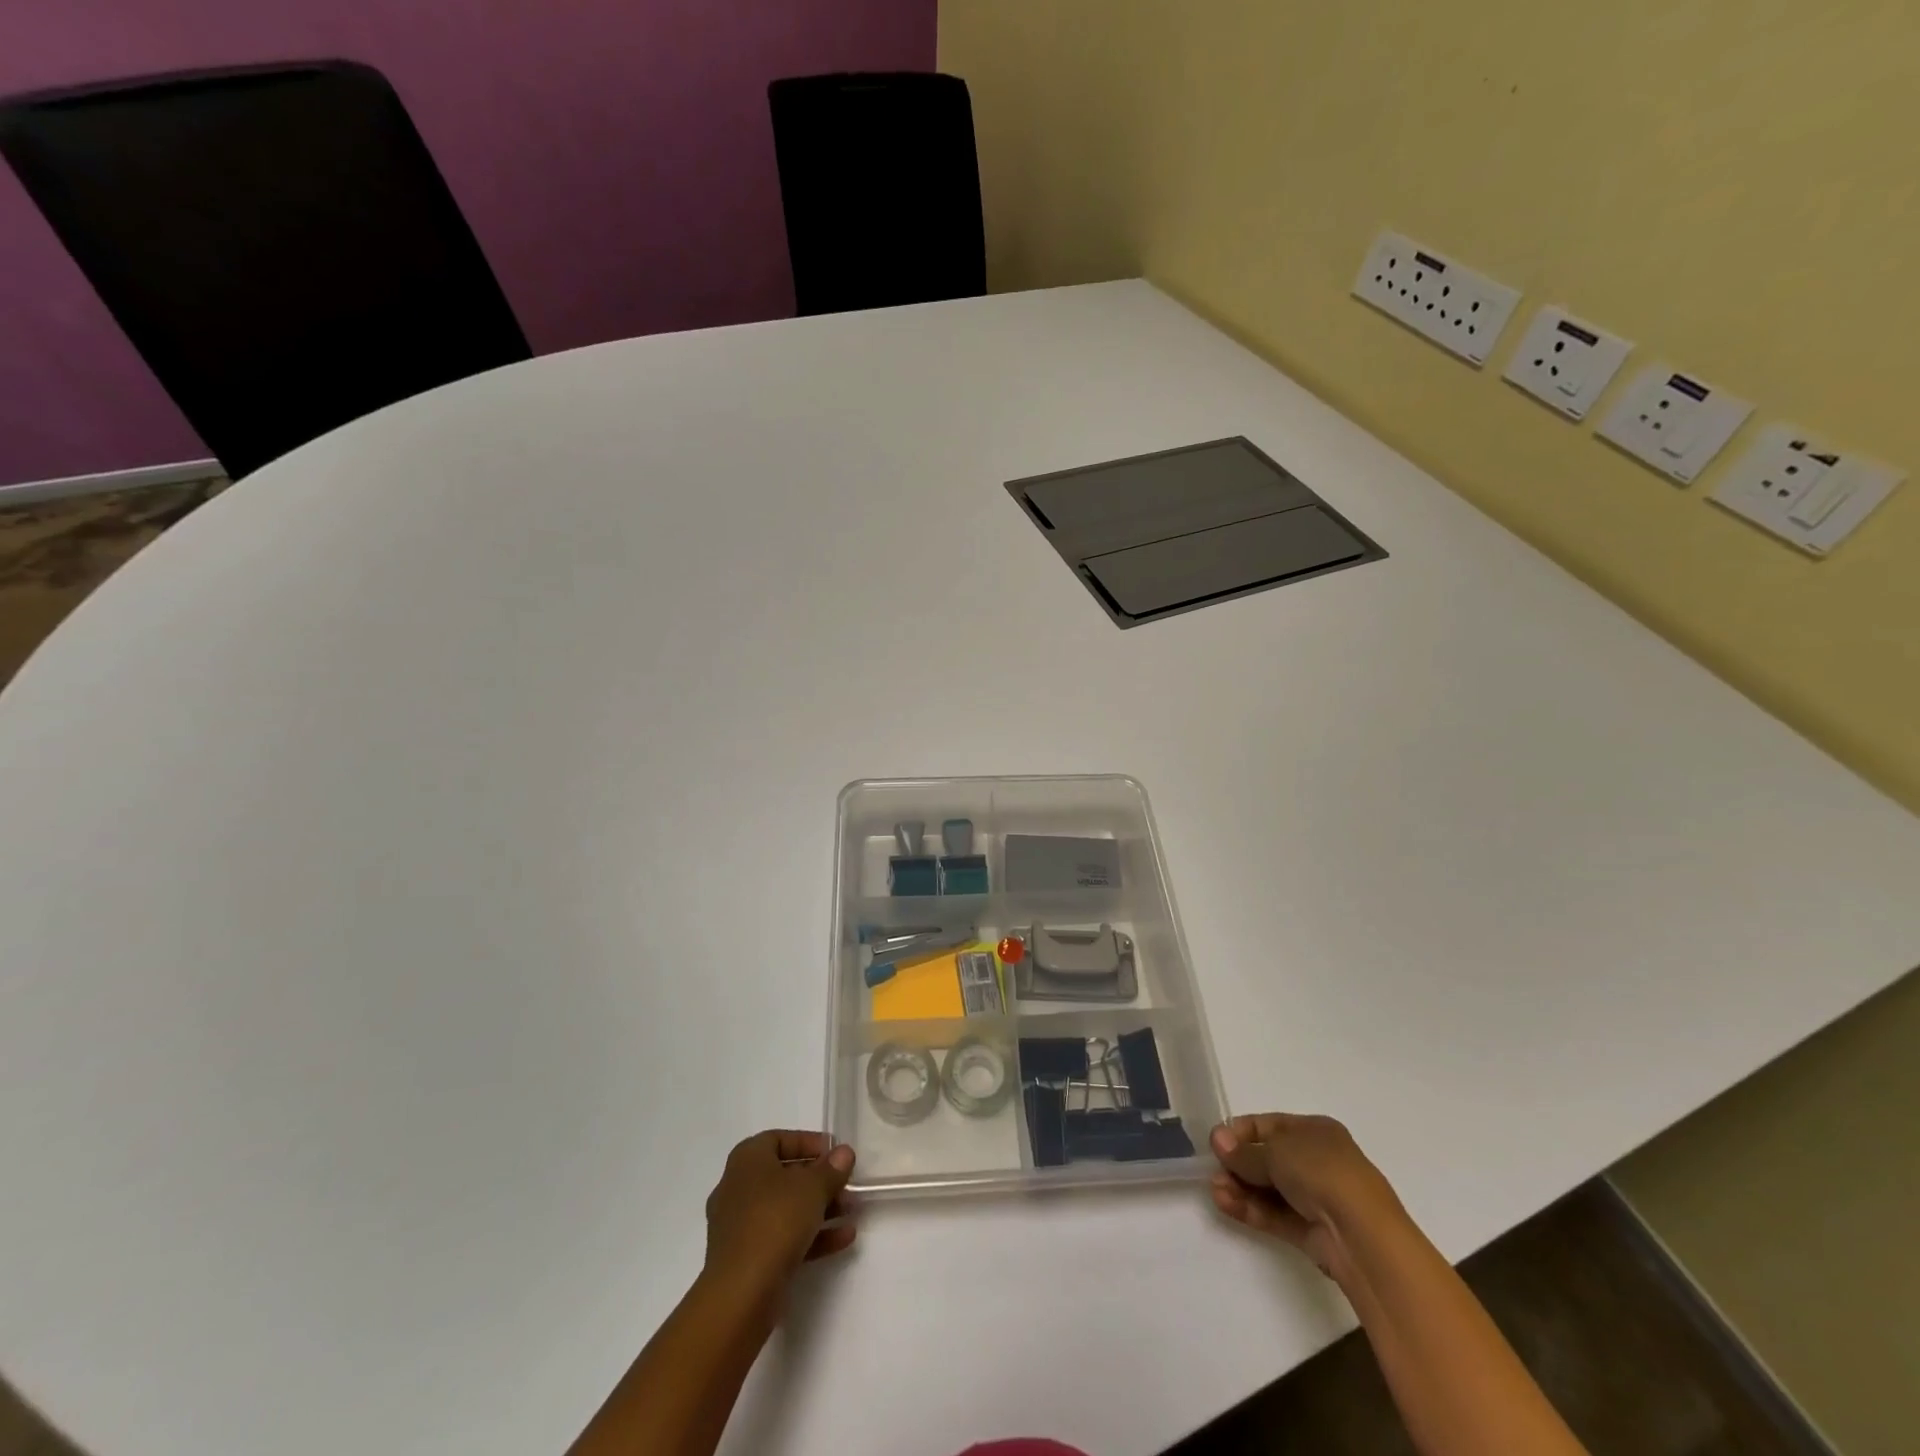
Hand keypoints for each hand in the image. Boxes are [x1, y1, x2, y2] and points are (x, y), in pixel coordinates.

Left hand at [703, 1130, 855, 1309]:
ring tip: (851, 1211)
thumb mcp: (812, 1188)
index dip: (809, 1143)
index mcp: (747, 1160)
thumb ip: (831, 1169)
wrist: (740, 1294)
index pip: (779, 1139)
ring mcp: (740, 1226)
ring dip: (820, 1208)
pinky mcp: (746, 1259)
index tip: (835, 1153)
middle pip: (784, 1175)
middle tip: (847, 1185)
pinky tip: (843, 1238)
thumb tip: (844, 1153)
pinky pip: (782, 1237)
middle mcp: (738, 1188)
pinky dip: (811, 1235)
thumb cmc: (775, 1221)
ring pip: (785, 1209)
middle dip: (820, 1180)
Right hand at [1209, 1113, 1397, 1282]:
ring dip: (1241, 1188)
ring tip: (1215, 1191)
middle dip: (1238, 1164)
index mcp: (1315, 1131)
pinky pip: (1276, 1214)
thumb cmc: (1322, 1172)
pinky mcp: (1313, 1231)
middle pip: (1268, 1159)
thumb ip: (1244, 1151)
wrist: (1364, 1235)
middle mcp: (1317, 1161)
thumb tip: (1217, 1140)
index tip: (1216, 1142)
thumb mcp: (1276, 1151)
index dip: (1241, 1131)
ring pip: (1270, 1189)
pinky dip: (1252, 1209)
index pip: (1270, 1125)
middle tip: (1213, 1170)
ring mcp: (1316, 1198)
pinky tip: (1226, 1204)